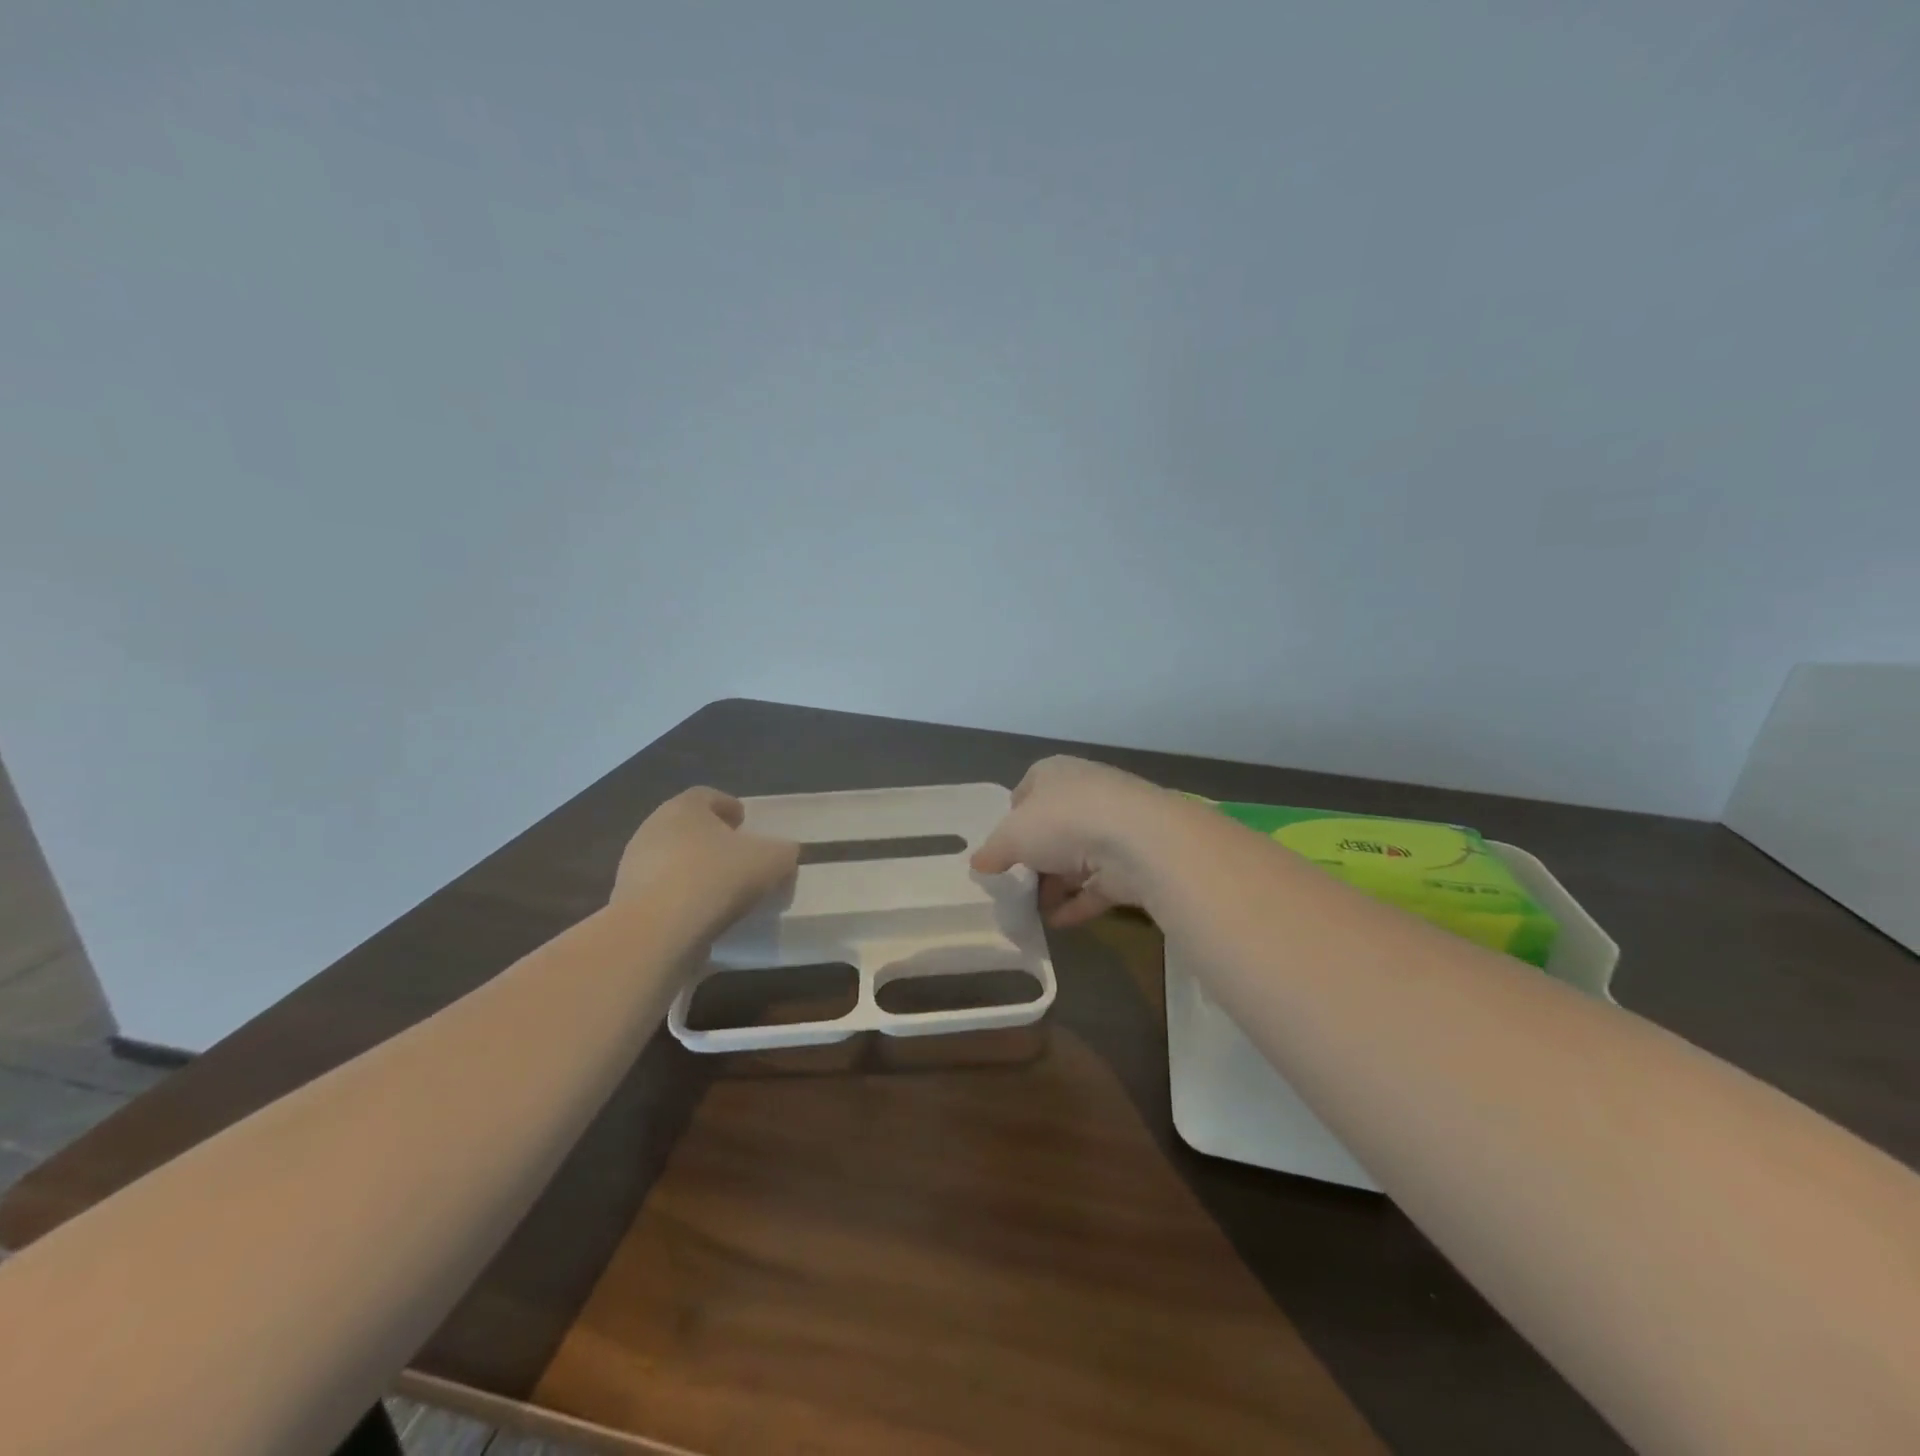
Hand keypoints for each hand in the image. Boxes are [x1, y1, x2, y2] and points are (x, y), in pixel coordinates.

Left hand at [613, 787, 798, 932]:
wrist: (657, 931)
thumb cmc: (717, 878)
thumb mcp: (771, 861)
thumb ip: (783, 852)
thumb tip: (785, 852)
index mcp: (684, 807)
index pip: (707, 796)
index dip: (729, 807)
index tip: (745, 824)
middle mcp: (653, 827)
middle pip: (687, 827)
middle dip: (711, 839)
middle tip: (736, 857)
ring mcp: (633, 864)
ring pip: (671, 859)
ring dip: (693, 870)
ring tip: (721, 891)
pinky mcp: (625, 900)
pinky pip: (660, 891)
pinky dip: (679, 898)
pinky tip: (700, 915)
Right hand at [971, 757, 1187, 926]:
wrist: (1138, 840)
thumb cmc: (1063, 822)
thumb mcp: (1011, 836)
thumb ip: (992, 851)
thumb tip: (978, 864)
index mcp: (1055, 773)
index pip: (1028, 789)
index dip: (1012, 817)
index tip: (1002, 846)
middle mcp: (1086, 793)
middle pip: (1053, 826)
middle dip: (1034, 857)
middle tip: (1014, 883)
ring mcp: (1113, 827)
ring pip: (1077, 857)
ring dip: (1055, 884)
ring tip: (1031, 910)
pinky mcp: (1132, 860)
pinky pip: (1098, 884)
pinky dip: (1078, 902)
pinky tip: (1056, 923)